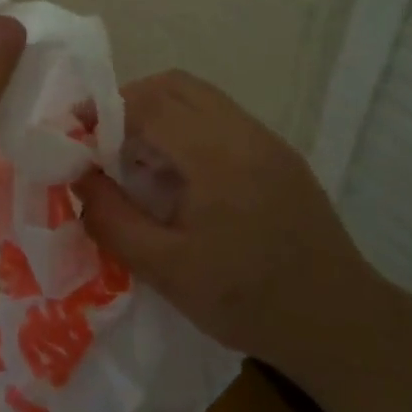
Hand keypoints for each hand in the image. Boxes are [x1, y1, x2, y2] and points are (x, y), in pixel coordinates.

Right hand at [74, 70, 378, 361]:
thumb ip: (113, 220)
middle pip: (176, 86)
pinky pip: (221, 120)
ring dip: (159, 114)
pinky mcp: (280, 156)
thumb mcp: (166, 271)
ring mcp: (268, 142)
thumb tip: (79, 180)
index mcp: (217, 157)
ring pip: (200, 98)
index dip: (104, 110)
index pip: (150, 104)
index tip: (74, 132)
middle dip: (128, 103)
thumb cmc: (247, 301)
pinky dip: (186, 129)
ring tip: (136, 159)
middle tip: (101, 141)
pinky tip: (178, 176)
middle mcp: (245, 134)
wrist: (338, 324)